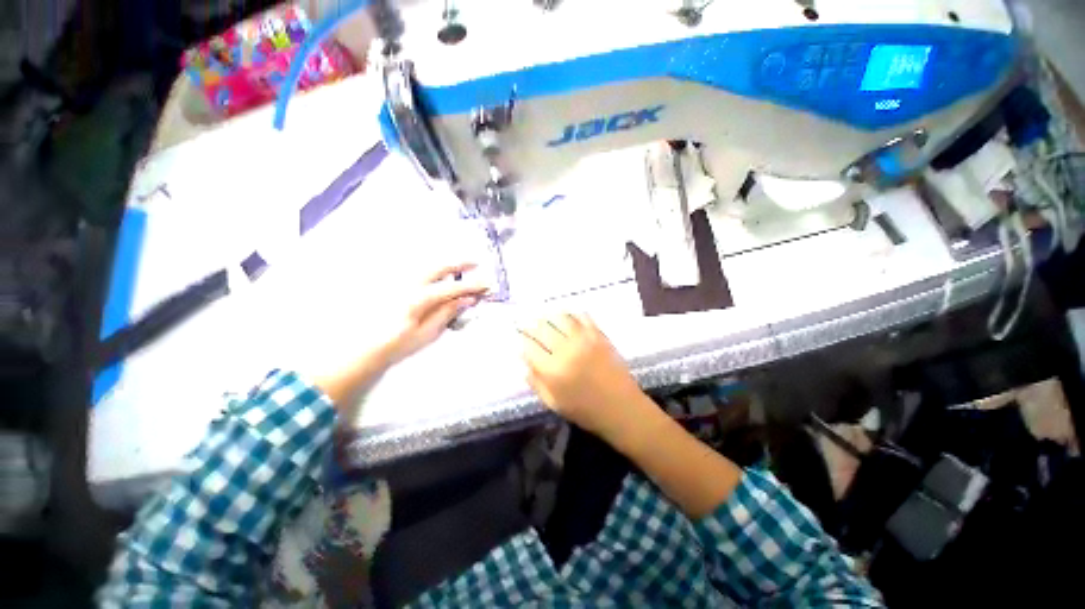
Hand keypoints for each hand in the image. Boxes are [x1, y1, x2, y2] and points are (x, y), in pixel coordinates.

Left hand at [315, 263, 486, 410]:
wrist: (359, 348)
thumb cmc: (395, 345)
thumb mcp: (426, 333)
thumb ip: (446, 313)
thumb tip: (466, 299)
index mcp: (418, 298)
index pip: (452, 288)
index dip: (472, 285)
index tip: (487, 284)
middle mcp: (407, 284)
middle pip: (438, 267)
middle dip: (459, 263)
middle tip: (476, 263)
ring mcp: (397, 281)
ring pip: (425, 264)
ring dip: (445, 263)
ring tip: (459, 265)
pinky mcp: (391, 283)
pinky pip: (414, 269)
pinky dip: (429, 267)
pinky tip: (435, 271)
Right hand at [519, 313, 648, 439]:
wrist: (622, 408)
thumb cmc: (586, 411)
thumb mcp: (554, 403)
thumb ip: (536, 382)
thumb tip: (524, 361)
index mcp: (552, 371)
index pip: (529, 347)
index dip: (522, 340)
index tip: (519, 337)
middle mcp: (566, 350)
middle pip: (542, 328)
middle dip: (530, 325)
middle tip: (526, 323)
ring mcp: (584, 340)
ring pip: (560, 317)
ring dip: (549, 316)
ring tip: (544, 318)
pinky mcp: (599, 335)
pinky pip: (582, 316)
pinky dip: (572, 314)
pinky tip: (567, 318)